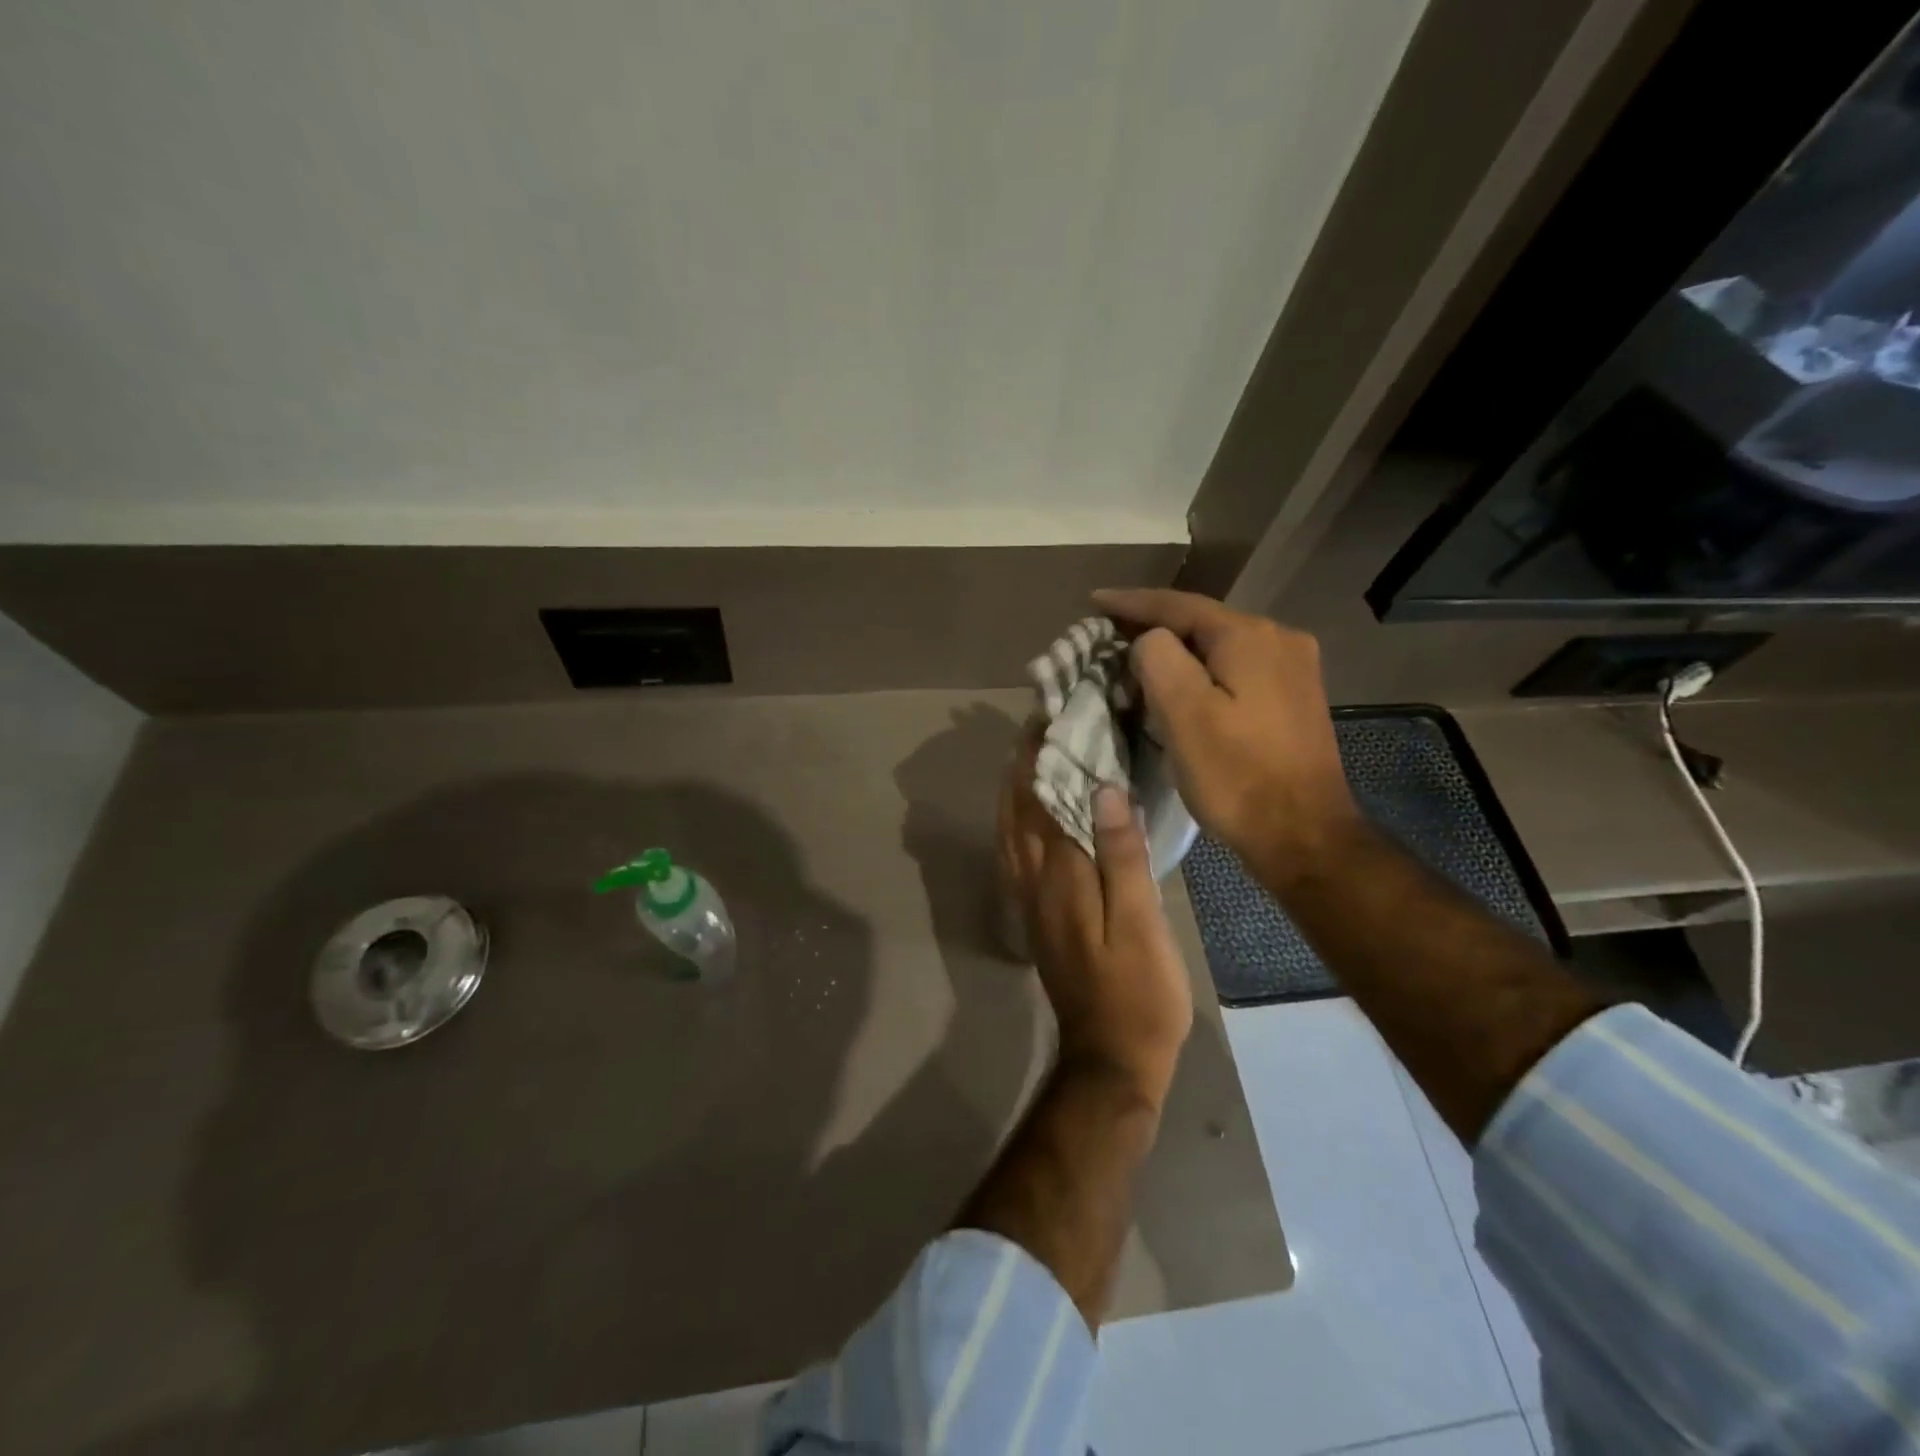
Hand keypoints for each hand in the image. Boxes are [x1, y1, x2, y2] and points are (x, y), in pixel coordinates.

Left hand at [998, 733, 1192, 1104]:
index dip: (1045, 755)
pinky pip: (1014, 855)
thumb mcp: (1142, 923)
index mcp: (1060, 876)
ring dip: (1014, 790)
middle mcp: (1033, 881)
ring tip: (1028, 757)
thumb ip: (1120, 855)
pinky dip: (1015, 823)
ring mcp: (1028, 901)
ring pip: (1009, 831)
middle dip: (1023, 764)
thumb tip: (1103, 790)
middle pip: (1018, 810)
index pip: (1044, 799)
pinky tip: (1027, 816)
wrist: (1109, 1058)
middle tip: (1038, 725)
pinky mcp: (1034, 918)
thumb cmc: (1139, 992)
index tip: (1051, 714)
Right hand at [1093, 588, 1359, 887]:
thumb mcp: (1182, 714)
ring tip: (1136, 658)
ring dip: (1178, 651)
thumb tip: (1151, 641)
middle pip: (1202, 622)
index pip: (1178, 605)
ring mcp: (1293, 669)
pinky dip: (1202, 671)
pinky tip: (1182, 684)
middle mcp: (1279, 639)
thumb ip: (1158, 658)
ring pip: (1220, 647)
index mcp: (1249, 636)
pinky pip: (1237, 669)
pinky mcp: (1294, 698)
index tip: (1093, 601)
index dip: (1131, 602)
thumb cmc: (1236, 776)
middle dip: (1153, 626)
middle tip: (1109, 633)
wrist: (1304, 835)